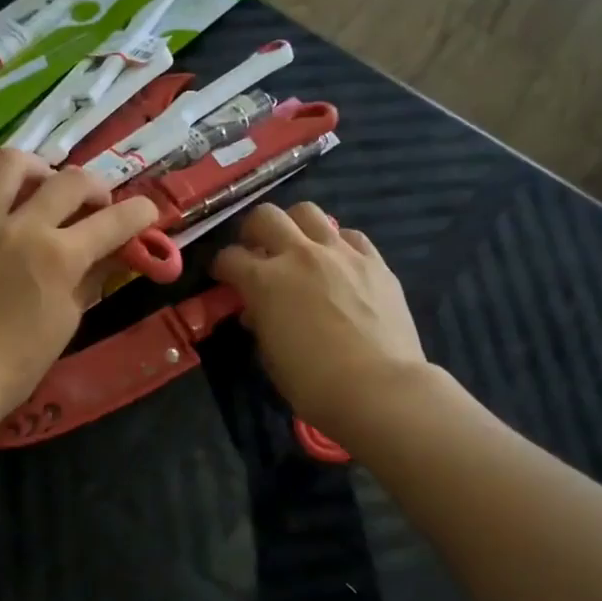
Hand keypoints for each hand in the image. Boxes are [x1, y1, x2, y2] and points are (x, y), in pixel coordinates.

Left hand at [0, 150, 158, 419]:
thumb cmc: (19, 362)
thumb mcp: (68, 320)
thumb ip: (93, 278)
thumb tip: (115, 254)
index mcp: (60, 256)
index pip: (115, 220)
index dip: (140, 212)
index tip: (147, 212)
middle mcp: (22, 226)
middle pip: (70, 180)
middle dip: (95, 187)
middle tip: (95, 204)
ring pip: (9, 163)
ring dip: (35, 169)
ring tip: (39, 184)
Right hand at [212, 203, 428, 432]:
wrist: (379, 388)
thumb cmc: (314, 383)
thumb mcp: (271, 356)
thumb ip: (261, 323)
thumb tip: (259, 310)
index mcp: (265, 281)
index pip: (230, 257)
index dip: (222, 267)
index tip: (224, 278)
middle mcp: (300, 255)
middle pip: (265, 216)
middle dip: (253, 231)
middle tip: (257, 251)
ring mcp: (341, 254)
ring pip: (308, 212)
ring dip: (295, 226)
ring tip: (298, 249)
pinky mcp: (375, 262)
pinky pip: (350, 236)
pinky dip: (337, 244)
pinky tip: (338, 263)